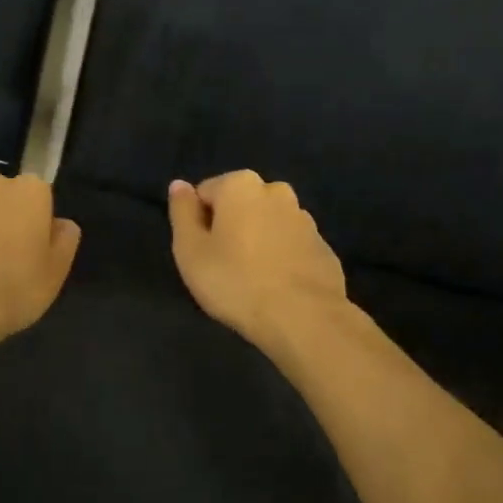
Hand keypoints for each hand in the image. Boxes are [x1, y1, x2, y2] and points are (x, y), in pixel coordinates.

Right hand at [167, 171, 349, 352]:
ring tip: (251, 280)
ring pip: (267, 224)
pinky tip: (277, 287)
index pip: (205, 194)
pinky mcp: (323, 246)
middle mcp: (275, 191)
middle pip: (239, 205)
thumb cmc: (236, 282)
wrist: (304, 318)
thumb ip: (182, 212)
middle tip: (223, 267)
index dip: (198, 224)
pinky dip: (281, 258)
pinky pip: (290, 245)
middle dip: (230, 228)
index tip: (202, 254)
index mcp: (240, 184)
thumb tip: (179, 185)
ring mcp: (304, 218)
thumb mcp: (190, 250)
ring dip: (257, 241)